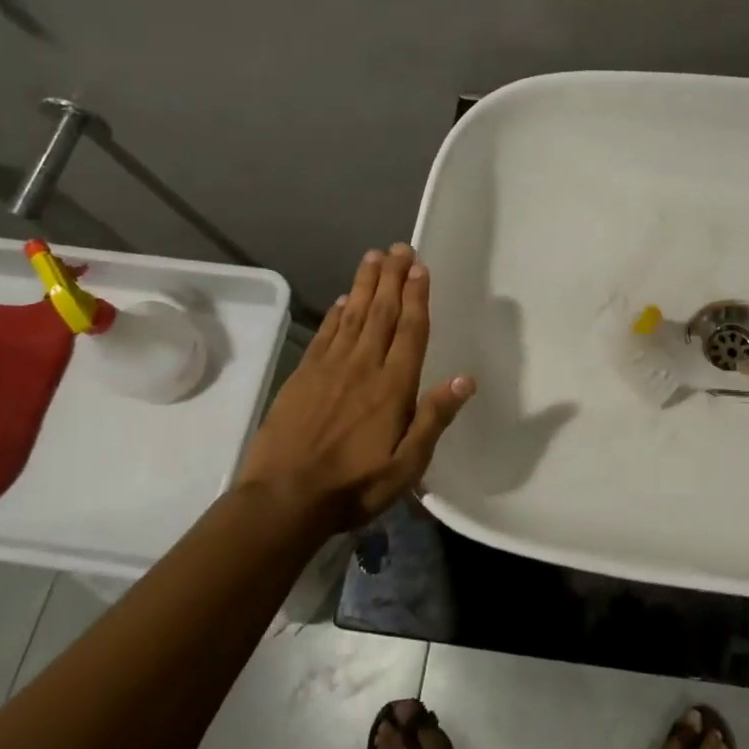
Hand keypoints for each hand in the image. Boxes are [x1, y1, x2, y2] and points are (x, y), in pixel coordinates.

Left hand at [238, 243, 473, 531]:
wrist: (283, 499)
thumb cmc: (353, 487)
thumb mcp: (406, 466)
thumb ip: (433, 419)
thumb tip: (465, 378)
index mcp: (392, 387)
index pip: (409, 331)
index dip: (416, 297)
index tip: (420, 268)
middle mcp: (363, 367)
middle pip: (382, 312)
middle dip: (393, 278)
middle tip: (400, 248)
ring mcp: (329, 368)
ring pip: (353, 315)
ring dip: (365, 284)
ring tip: (374, 256)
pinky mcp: (303, 376)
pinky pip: (325, 334)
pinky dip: (336, 312)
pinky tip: (344, 299)